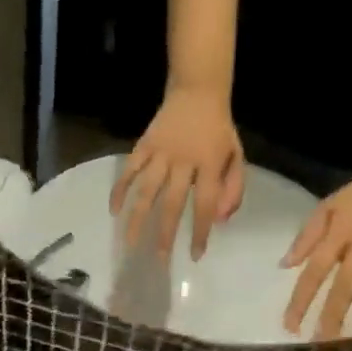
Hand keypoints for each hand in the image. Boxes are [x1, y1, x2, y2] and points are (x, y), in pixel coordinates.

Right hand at [110, 87, 245, 259]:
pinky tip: (114, 211)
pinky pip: (129, 170)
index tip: (195, 255)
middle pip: (172, 203)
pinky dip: (120, 189)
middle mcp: (183, 160)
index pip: (205, 204)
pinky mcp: (144, 145)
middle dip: (165, 233)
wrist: (198, 91)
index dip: (200, 231)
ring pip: (146, 190)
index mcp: (210, 163)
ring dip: (137, 218)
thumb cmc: (218, 130)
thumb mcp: (236, 156)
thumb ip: (233, 189)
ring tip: (130, 242)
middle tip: (160, 259)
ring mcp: (161, 152)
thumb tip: (219, 221)